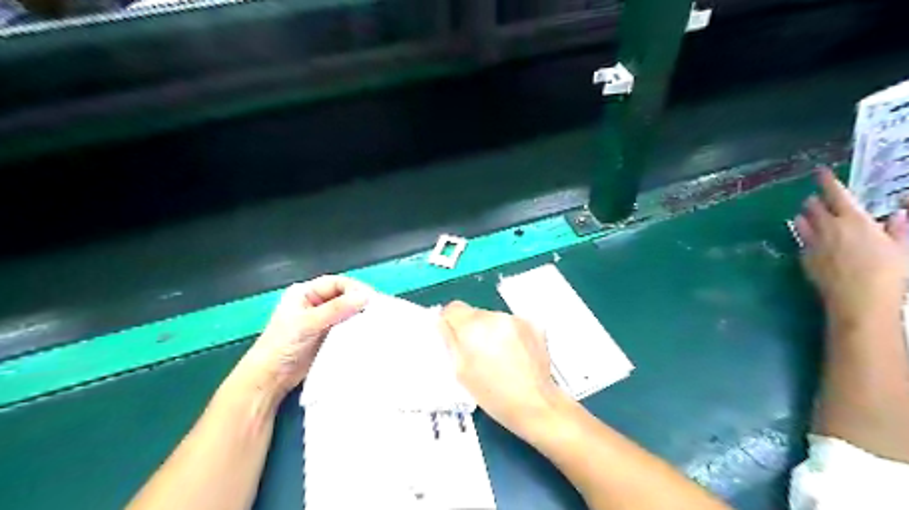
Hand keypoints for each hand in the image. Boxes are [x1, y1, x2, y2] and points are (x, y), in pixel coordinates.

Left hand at [238, 277, 375, 399]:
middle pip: (343, 296)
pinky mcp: (328, 336)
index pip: (336, 283)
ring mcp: (322, 320)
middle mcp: (315, 303)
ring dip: (359, 315)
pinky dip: (356, 327)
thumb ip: (336, 309)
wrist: (271, 378)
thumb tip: (365, 297)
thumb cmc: (282, 345)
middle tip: (378, 310)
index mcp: (305, 293)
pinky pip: (347, 326)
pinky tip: (367, 331)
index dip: (354, 289)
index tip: (371, 299)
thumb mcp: (308, 323)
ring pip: (347, 312)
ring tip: (376, 320)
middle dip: (359, 302)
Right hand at [438, 304, 565, 437]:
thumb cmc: (494, 395)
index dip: (450, 322)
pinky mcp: (533, 324)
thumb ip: (449, 342)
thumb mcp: (460, 372)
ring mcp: (516, 319)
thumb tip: (442, 323)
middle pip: (475, 313)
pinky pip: (512, 323)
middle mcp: (495, 317)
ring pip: (494, 318)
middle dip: (472, 328)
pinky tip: (514, 355)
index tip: (453, 335)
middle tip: (477, 353)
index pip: (453, 308)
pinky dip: (510, 334)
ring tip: (498, 357)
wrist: (535, 404)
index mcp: (473, 328)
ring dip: (492, 331)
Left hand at [793, 166, 904, 327]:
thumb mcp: (903, 248)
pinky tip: (809, 238)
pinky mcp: (804, 258)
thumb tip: (898, 213)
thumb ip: (899, 228)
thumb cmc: (888, 274)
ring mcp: (812, 243)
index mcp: (854, 220)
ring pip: (801, 222)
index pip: (836, 194)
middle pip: (813, 206)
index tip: (819, 172)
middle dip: (814, 200)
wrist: (857, 300)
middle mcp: (828, 227)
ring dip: (804, 215)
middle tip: (817, 198)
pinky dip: (803, 235)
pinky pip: (801, 241)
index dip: (826, 181)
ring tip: (807, 214)